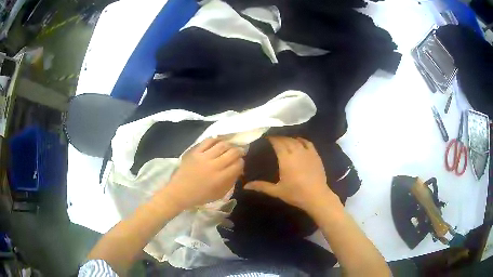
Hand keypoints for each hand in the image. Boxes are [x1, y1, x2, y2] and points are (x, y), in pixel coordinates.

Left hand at [164, 138, 244, 209]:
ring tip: (230, 147)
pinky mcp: (195, 152)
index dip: (242, 162)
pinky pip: (208, 141)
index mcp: (221, 178)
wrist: (180, 191)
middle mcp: (214, 166)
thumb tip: (238, 170)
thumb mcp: (219, 194)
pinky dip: (216, 140)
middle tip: (240, 152)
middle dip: (239, 151)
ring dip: (229, 145)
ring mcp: (204, 157)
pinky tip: (218, 142)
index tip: (240, 163)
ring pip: (222, 145)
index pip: (238, 165)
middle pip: (233, 152)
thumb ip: (231, 182)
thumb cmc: (200, 196)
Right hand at [244, 136, 339, 213]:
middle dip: (278, 138)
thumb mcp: (277, 191)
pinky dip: (301, 140)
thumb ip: (261, 186)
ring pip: (296, 140)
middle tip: (272, 139)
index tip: (265, 138)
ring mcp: (307, 152)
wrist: (317, 196)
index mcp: (286, 159)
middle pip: (286, 140)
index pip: (277, 143)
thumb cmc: (296, 194)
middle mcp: (296, 152)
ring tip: (283, 140)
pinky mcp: (315, 155)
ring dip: (289, 138)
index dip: (271, 138)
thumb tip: (245, 186)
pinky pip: (307, 142)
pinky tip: (298, 140)